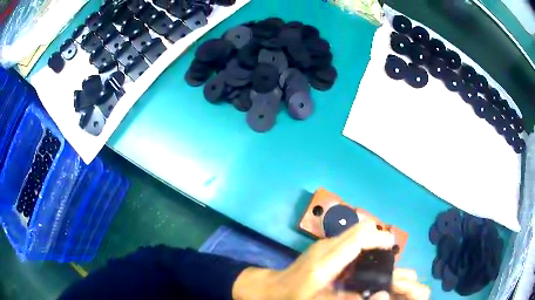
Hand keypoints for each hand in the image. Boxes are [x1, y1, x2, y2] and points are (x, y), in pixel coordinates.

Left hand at [232, 220, 429, 299]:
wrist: (272, 288)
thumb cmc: (294, 297)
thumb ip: (348, 298)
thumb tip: (374, 293)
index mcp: (326, 262)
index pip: (358, 239)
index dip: (378, 239)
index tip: (392, 246)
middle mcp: (326, 247)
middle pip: (359, 229)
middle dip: (378, 236)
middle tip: (388, 254)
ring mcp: (323, 244)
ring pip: (355, 231)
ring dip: (371, 238)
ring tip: (380, 256)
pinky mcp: (322, 246)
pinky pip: (349, 237)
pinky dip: (362, 242)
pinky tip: (364, 259)